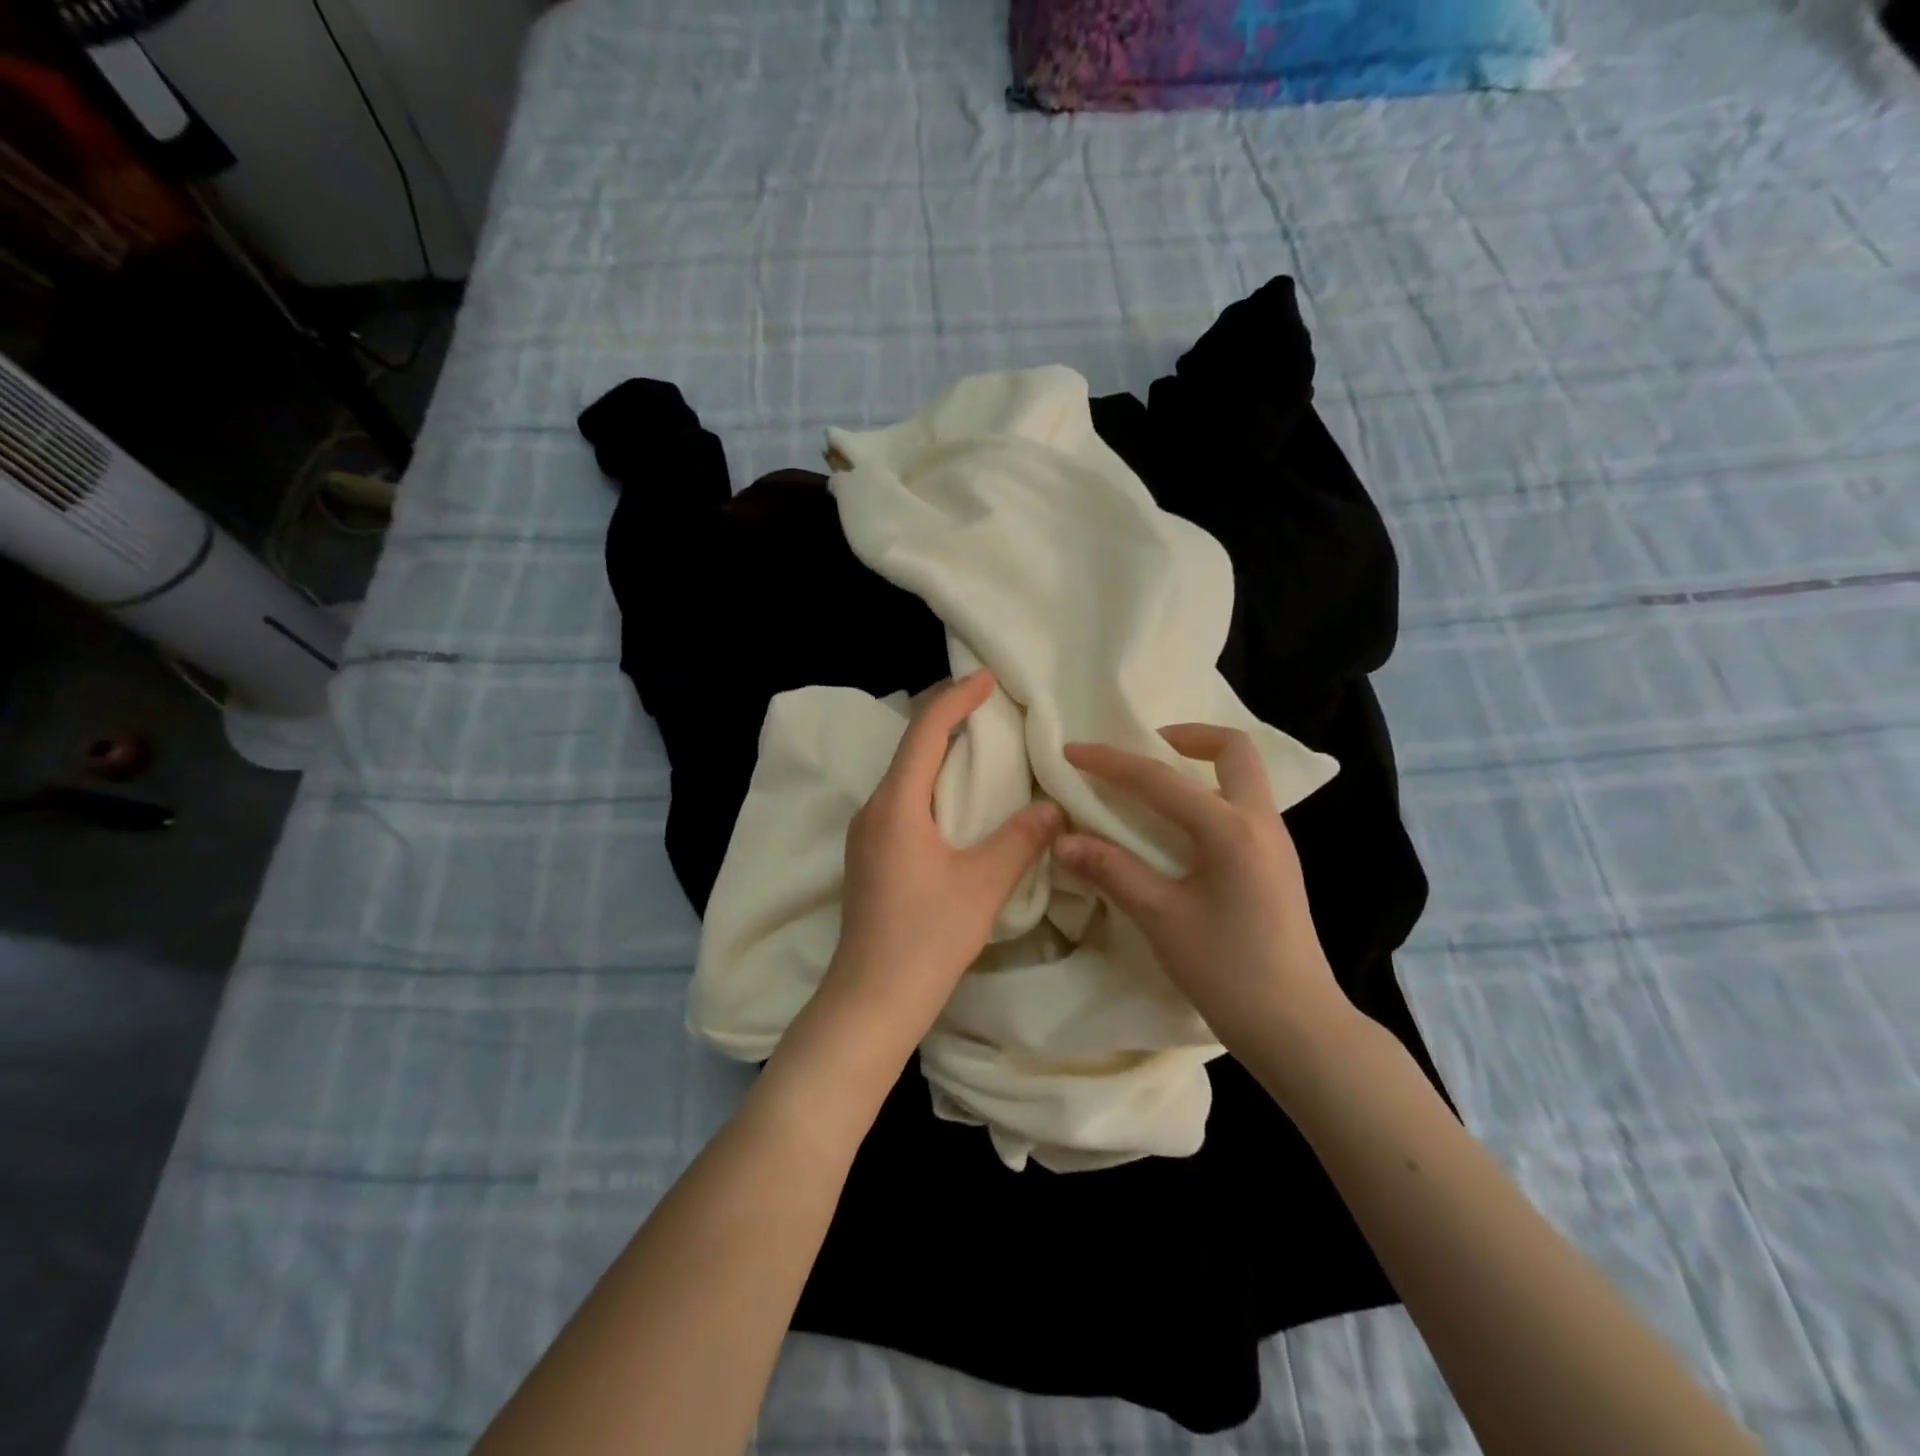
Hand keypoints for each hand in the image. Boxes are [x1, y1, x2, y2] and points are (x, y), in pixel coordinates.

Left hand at [818, 670, 1062, 1054]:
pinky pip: (903, 803)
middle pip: (910, 748)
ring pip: (905, 777)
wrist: (871, 1000)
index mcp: (896, 806)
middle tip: (990, 708)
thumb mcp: (983, 885)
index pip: (924, 732)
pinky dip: (932, 786)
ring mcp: (867, 836)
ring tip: (982, 748)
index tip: (986, 679)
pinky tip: (959, 803)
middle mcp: (873, 810)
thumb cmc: (926, 938)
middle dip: (947, 720)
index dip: (955, 699)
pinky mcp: (871, 858)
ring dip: (939, 755)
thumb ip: (1020, 840)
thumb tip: (1052, 809)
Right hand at [1055, 724, 1349, 1054]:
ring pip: (1242, 777)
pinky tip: (1178, 831)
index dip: (1111, 762)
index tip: (1073, 751)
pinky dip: (1208, 797)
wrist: (1298, 1029)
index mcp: (1231, 830)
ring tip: (1151, 789)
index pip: (1160, 780)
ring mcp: (1275, 842)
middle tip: (1143, 751)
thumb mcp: (1162, 919)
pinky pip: (1242, 807)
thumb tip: (1063, 840)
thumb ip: (1112, 871)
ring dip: (1198, 768)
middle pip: (1234, 750)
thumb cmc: (1229, 972)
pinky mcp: (1276, 864)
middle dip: (1187, 738)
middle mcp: (1261, 822)